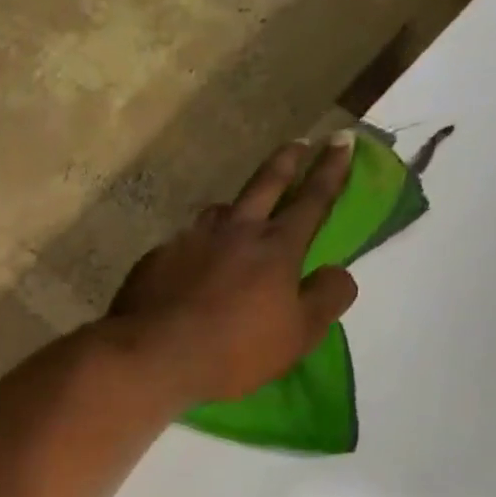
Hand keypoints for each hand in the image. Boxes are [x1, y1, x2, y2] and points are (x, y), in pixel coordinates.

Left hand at [108, 138, 358, 405]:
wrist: (153, 355)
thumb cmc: (233, 350)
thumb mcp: (297, 335)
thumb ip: (325, 299)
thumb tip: (338, 272)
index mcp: (276, 247)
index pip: (313, 200)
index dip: (331, 170)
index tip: (342, 140)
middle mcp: (233, 231)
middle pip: (264, 185)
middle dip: (286, 161)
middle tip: (297, 143)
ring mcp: (189, 240)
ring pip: (218, 211)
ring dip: (235, 205)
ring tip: (238, 210)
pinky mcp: (156, 258)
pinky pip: (183, 243)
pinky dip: (195, 246)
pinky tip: (189, 263)